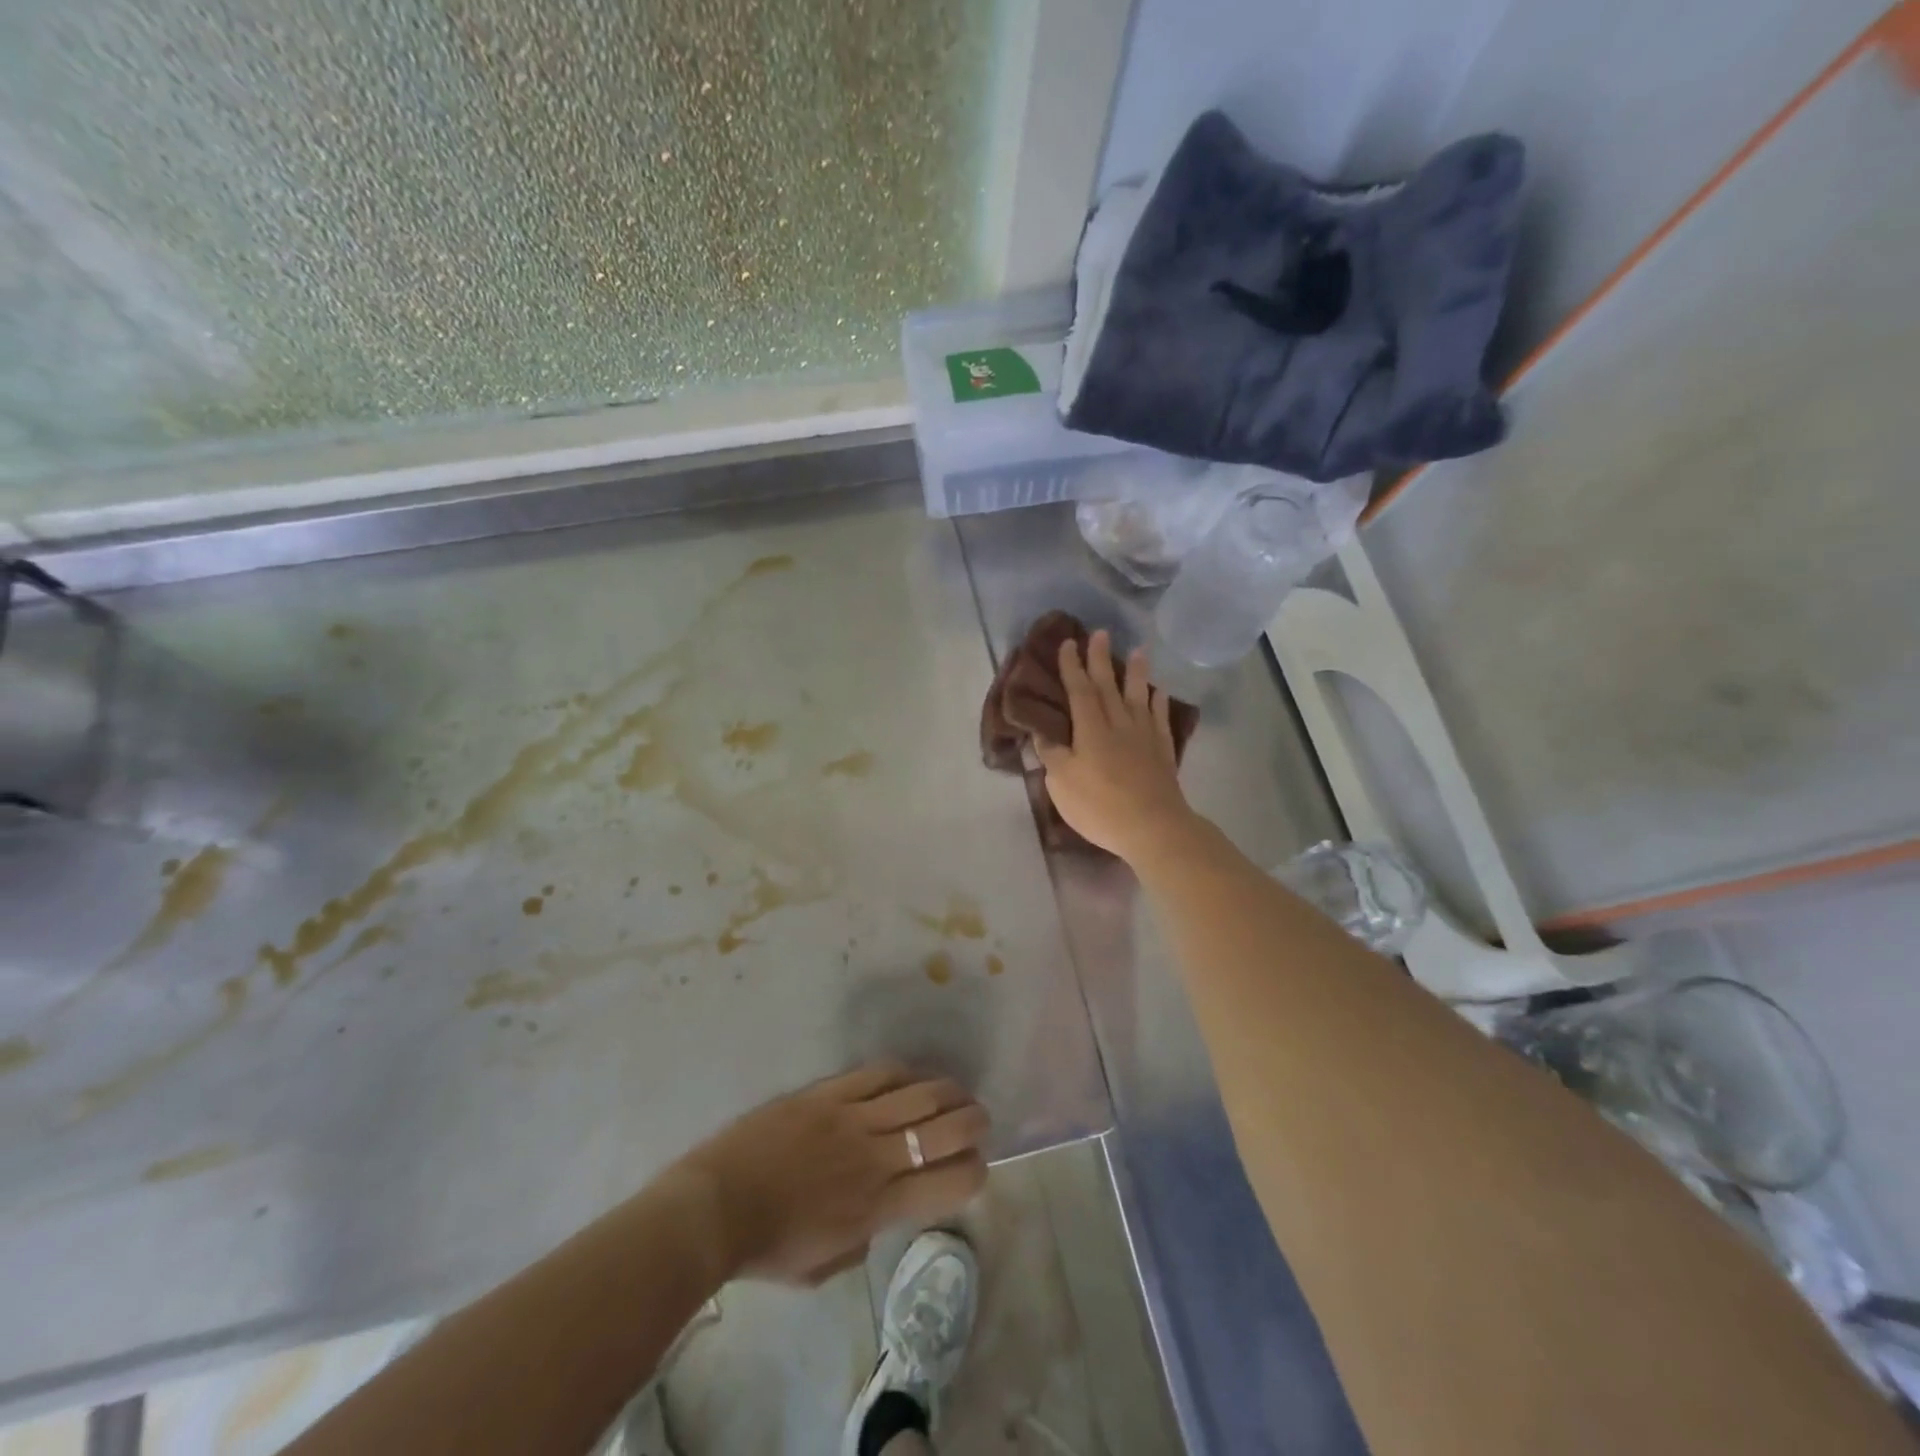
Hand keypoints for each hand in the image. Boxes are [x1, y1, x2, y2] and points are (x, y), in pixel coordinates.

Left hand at [683, 1062, 988, 1285]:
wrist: (716, 1207)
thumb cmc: (768, 1248)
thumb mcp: (826, 1266)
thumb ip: (864, 1237)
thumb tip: (880, 1211)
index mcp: (878, 1206)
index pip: (949, 1182)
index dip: (974, 1172)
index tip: (976, 1166)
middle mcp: (876, 1157)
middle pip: (945, 1128)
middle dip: (973, 1122)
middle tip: (979, 1120)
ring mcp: (852, 1118)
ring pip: (918, 1094)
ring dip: (948, 1092)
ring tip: (957, 1092)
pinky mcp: (829, 1093)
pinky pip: (877, 1074)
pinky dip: (903, 1073)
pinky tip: (912, 1075)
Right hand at [1033, 629, 1196, 862]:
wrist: (1153, 828)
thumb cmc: (1100, 806)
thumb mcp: (1062, 784)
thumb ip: (1052, 755)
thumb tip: (1041, 732)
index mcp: (1090, 730)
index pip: (1079, 691)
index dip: (1072, 667)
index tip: (1068, 643)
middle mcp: (1118, 724)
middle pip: (1108, 686)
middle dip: (1101, 659)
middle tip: (1100, 633)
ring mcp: (1144, 736)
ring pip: (1138, 696)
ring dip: (1136, 672)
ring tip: (1138, 651)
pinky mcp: (1163, 752)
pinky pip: (1160, 719)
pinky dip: (1158, 703)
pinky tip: (1158, 693)